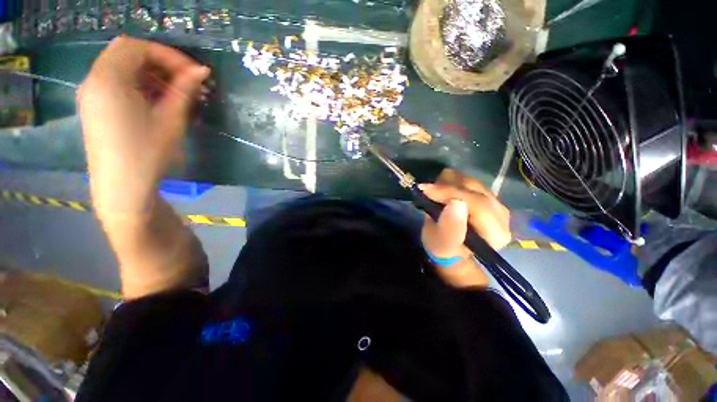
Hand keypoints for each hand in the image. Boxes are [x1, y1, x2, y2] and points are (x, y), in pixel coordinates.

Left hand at [78, 36, 209, 217]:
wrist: (122, 187)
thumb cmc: (147, 153)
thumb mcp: (170, 120)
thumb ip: (184, 90)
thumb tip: (201, 71)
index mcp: (109, 79)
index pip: (138, 47)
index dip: (168, 55)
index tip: (193, 72)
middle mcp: (94, 79)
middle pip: (127, 53)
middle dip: (158, 61)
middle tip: (184, 80)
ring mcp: (91, 93)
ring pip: (121, 66)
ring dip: (149, 72)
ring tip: (173, 93)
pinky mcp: (94, 106)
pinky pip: (115, 81)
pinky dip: (137, 83)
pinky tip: (155, 100)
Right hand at [420, 169, 510, 286]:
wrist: (450, 248)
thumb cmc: (444, 249)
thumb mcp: (441, 245)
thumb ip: (450, 228)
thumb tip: (455, 203)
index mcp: (495, 233)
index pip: (477, 203)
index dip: (451, 193)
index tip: (426, 190)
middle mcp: (502, 215)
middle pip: (475, 189)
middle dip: (447, 187)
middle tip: (426, 191)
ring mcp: (496, 202)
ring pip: (470, 181)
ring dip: (448, 184)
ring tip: (433, 194)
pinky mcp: (487, 195)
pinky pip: (468, 180)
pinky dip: (451, 182)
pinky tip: (442, 192)